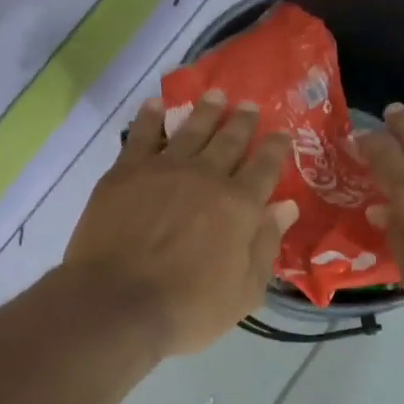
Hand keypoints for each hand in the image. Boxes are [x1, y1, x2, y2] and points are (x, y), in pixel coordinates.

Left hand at [65, 91, 299, 357]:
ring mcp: (164, 169)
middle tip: (250, 105)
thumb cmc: (189, 308)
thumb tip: (285, 207)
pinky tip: (156, 105)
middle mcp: (206, 176)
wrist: (118, 304)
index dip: (276, 148)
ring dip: (206, 110)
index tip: (282, 133)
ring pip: (191, 129)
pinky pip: (142, 135)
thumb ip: (266, 245)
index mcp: (240, 205)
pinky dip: (151, 117)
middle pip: (230, 140)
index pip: (265, 167)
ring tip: (215, 95)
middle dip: (243, 121)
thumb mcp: (245, 291)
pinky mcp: (126, 172)